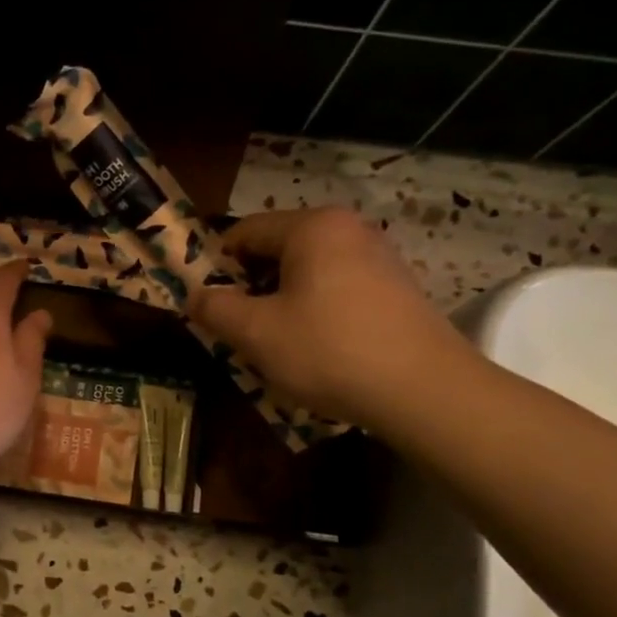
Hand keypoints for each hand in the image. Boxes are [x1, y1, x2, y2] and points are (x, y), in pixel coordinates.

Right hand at [189, 206, 473, 426]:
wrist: (423, 389)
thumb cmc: (328, 350)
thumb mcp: (257, 333)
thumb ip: (216, 309)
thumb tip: (193, 296)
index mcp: (312, 227)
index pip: (245, 231)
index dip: (216, 264)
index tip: (205, 301)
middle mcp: (348, 229)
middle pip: (278, 248)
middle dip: (250, 284)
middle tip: (237, 326)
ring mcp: (378, 256)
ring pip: (308, 270)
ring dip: (281, 299)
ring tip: (274, 341)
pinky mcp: (396, 287)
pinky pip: (337, 286)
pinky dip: (314, 307)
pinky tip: (315, 345)